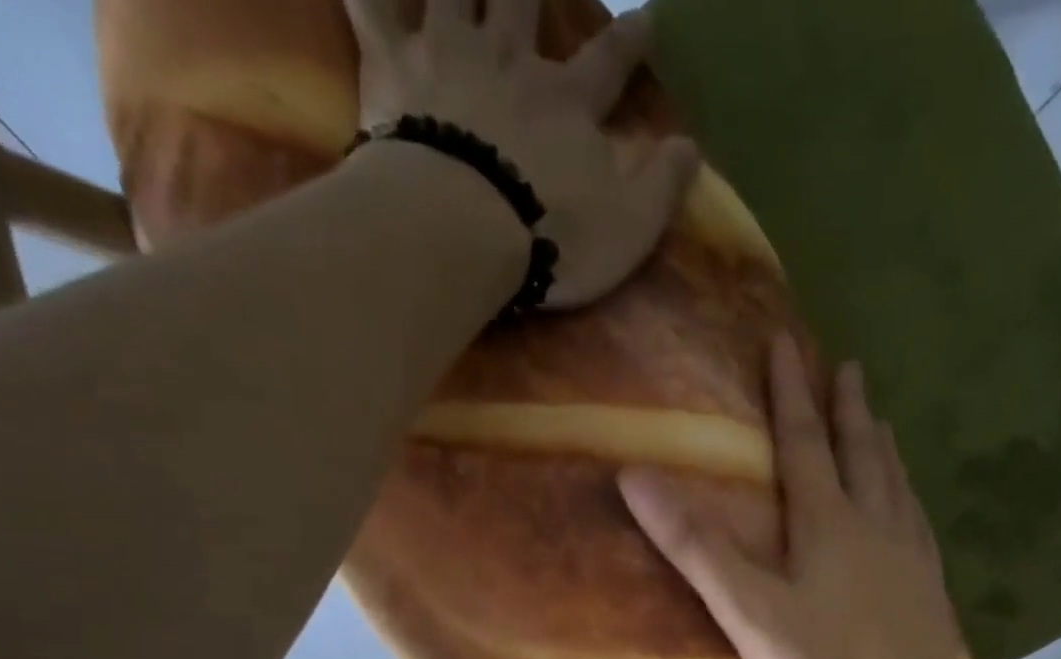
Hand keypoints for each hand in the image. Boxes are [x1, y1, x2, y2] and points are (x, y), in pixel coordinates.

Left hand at [345, 0, 700, 307]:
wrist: (464, 228)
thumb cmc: (554, 234)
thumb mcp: (630, 226)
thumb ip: (662, 186)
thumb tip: (691, 146)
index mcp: (569, 104)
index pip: (610, 61)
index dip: (632, 38)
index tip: (649, 16)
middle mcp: (511, 60)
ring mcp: (448, 53)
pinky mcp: (393, 67)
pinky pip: (370, 4)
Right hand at [620, 335, 977, 658]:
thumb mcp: (748, 610)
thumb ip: (697, 546)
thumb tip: (635, 477)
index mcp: (826, 522)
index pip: (804, 442)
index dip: (790, 393)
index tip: (788, 342)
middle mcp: (874, 524)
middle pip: (860, 451)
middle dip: (848, 407)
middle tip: (849, 367)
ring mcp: (910, 554)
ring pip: (895, 483)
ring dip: (883, 446)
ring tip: (882, 422)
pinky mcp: (931, 586)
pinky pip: (918, 523)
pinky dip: (909, 497)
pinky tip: (911, 506)